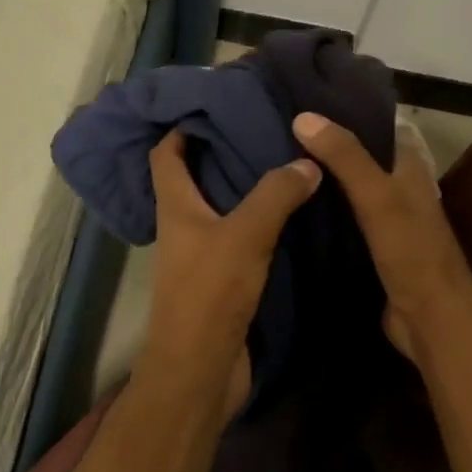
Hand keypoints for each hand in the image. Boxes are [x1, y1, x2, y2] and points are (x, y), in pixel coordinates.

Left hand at [138, 131, 319, 411]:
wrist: (201, 368)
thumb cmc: (210, 293)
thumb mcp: (245, 235)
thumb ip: (275, 195)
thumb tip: (307, 161)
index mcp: (175, 206)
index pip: (164, 154)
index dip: (180, 127)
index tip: (213, 104)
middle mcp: (182, 224)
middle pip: (193, 175)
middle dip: (220, 150)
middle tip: (261, 125)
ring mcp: (200, 252)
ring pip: (219, 206)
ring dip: (243, 185)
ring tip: (281, 159)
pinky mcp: (220, 277)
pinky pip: (239, 235)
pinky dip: (257, 219)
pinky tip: (289, 210)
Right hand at [292, 112, 471, 365]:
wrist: (430, 320)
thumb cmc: (411, 252)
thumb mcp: (377, 197)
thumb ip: (345, 156)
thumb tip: (303, 116)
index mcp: (408, 167)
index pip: (375, 125)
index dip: (343, 111)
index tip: (300, 101)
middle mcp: (397, 187)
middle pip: (356, 157)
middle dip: (322, 146)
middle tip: (275, 132)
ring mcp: (383, 219)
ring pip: (345, 189)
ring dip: (318, 179)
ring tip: (272, 163)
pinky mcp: (369, 246)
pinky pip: (339, 219)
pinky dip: (318, 211)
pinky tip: (287, 206)